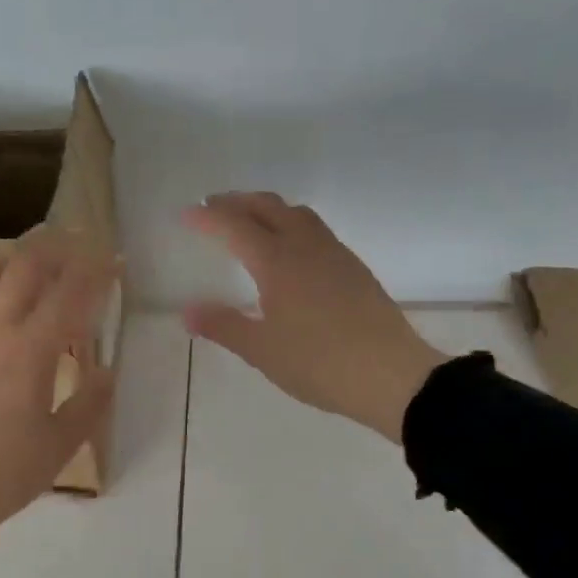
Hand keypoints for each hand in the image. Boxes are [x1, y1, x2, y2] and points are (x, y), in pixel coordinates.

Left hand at [0, 231, 117, 555]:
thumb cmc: (5, 473)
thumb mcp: (61, 444)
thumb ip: (90, 400)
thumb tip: (106, 370)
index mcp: (30, 351)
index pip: (70, 293)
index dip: (97, 271)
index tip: (116, 260)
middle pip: (26, 265)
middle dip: (59, 249)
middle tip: (82, 250)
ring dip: (21, 260)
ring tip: (43, 269)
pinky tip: (7, 306)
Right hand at [182, 193, 444, 442]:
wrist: (390, 375)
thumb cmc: (318, 363)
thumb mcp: (262, 350)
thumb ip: (223, 326)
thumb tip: (187, 311)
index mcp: (278, 262)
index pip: (235, 226)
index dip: (208, 217)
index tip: (186, 214)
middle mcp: (306, 247)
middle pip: (268, 207)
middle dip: (238, 202)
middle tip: (213, 207)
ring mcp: (335, 254)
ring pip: (297, 214)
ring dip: (268, 209)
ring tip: (250, 221)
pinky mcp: (354, 269)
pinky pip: (316, 231)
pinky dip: (292, 225)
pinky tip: (291, 251)